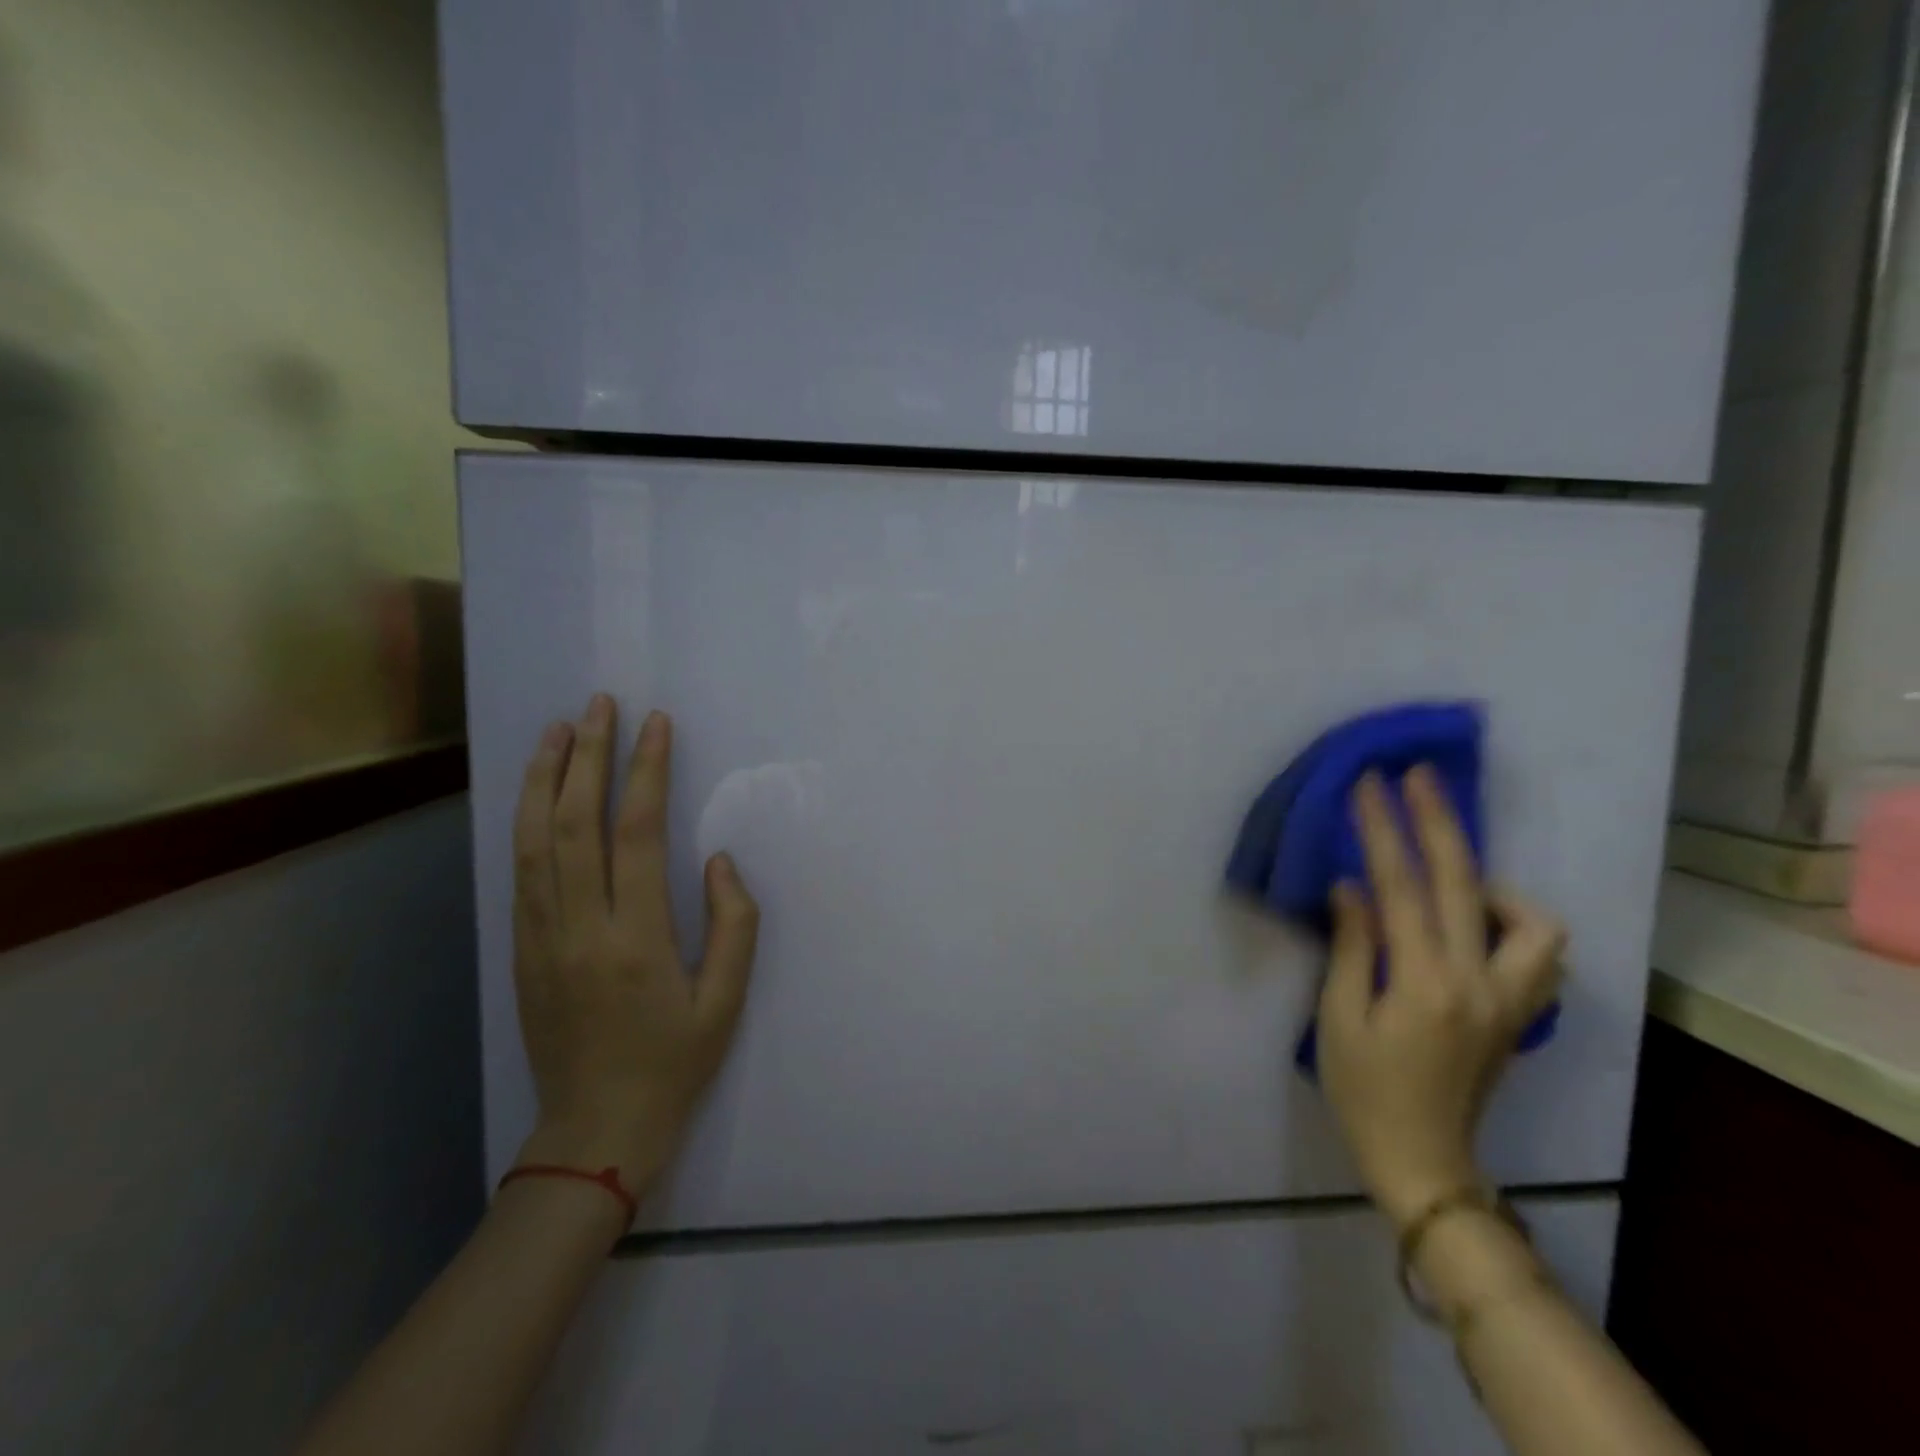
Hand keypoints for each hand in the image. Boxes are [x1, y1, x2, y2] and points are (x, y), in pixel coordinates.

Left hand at [510, 695, 759, 1203]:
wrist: (594, 1131)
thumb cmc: (674, 1064)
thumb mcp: (726, 1001)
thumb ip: (734, 925)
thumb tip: (718, 860)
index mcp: (637, 940)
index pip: (637, 834)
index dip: (646, 771)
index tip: (656, 724)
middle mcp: (580, 929)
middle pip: (574, 824)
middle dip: (587, 756)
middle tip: (599, 705)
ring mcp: (541, 939)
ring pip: (534, 842)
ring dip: (543, 779)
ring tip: (557, 730)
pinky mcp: (522, 951)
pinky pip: (522, 874)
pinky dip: (526, 823)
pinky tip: (537, 794)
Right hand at [1316, 766, 1564, 1227]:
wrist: (1423, 1160)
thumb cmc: (1363, 1090)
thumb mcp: (1339, 1017)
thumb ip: (1352, 946)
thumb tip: (1353, 886)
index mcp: (1425, 984)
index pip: (1403, 888)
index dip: (1383, 830)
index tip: (1368, 784)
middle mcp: (1480, 983)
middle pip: (1466, 883)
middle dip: (1438, 821)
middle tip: (1417, 776)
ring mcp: (1510, 999)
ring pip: (1532, 920)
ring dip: (1489, 879)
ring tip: (1448, 873)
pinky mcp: (1519, 1012)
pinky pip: (1539, 952)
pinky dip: (1515, 921)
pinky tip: (1476, 920)